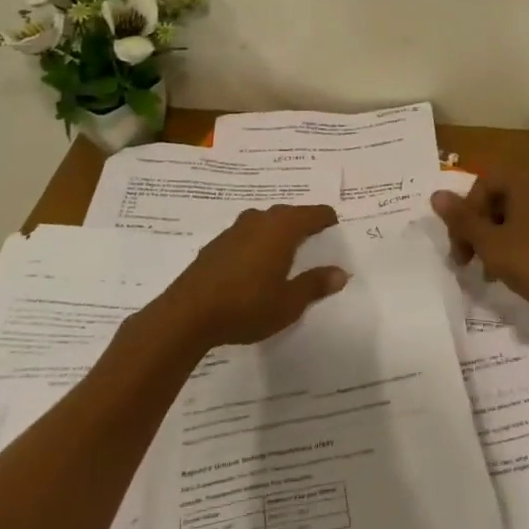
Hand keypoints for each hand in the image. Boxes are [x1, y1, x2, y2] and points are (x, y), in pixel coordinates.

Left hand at [154, 204, 348, 348]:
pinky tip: (255, 264)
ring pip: (265, 221)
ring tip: (287, 251)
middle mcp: (259, 220)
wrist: (187, 315)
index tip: (336, 230)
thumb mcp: (289, 303)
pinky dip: (258, 242)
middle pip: (289, 213)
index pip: (314, 213)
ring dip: (278, 231)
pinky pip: (247, 234)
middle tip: (316, 239)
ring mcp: (234, 230)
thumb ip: (315, 285)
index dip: (327, 220)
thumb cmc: (247, 306)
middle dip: (303, 223)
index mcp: (282, 228)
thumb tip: (341, 273)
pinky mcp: (216, 244)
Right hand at [431, 164, 528, 308]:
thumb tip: (437, 194)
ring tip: (485, 269)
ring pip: (511, 214)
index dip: (465, 213)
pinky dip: (512, 241)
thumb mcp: (488, 241)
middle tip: (465, 257)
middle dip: (476, 226)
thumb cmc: (527, 257)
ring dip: (492, 236)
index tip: (460, 243)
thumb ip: (461, 218)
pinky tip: (505, 268)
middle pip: (496, 199)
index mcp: (523, 180)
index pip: (481, 185)